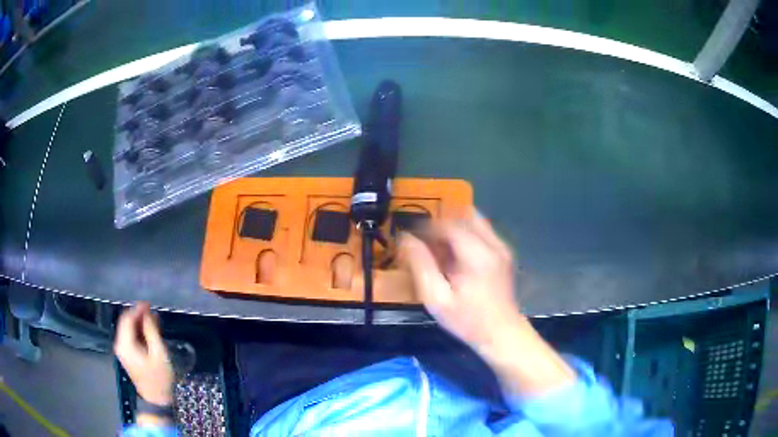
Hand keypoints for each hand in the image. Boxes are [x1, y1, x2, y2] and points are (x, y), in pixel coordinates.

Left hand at [114, 302, 173, 407]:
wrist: (156, 398)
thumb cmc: (159, 377)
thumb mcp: (159, 353)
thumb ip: (151, 331)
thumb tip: (147, 314)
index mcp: (125, 344)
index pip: (127, 319)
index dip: (137, 309)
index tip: (149, 304)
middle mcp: (120, 344)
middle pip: (126, 323)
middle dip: (138, 315)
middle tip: (153, 311)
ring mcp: (123, 350)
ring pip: (128, 329)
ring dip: (140, 323)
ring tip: (154, 320)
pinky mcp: (127, 354)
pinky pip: (130, 337)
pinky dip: (139, 332)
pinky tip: (150, 331)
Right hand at [398, 213, 522, 357]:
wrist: (502, 333)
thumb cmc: (467, 320)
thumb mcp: (437, 299)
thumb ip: (421, 265)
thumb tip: (406, 239)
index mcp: (477, 254)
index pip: (447, 224)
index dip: (426, 228)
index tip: (412, 241)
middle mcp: (493, 244)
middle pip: (461, 217)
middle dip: (440, 228)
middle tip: (427, 248)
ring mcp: (502, 247)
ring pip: (474, 221)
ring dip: (454, 230)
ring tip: (442, 253)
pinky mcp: (505, 252)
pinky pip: (482, 231)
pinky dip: (466, 236)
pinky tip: (458, 259)